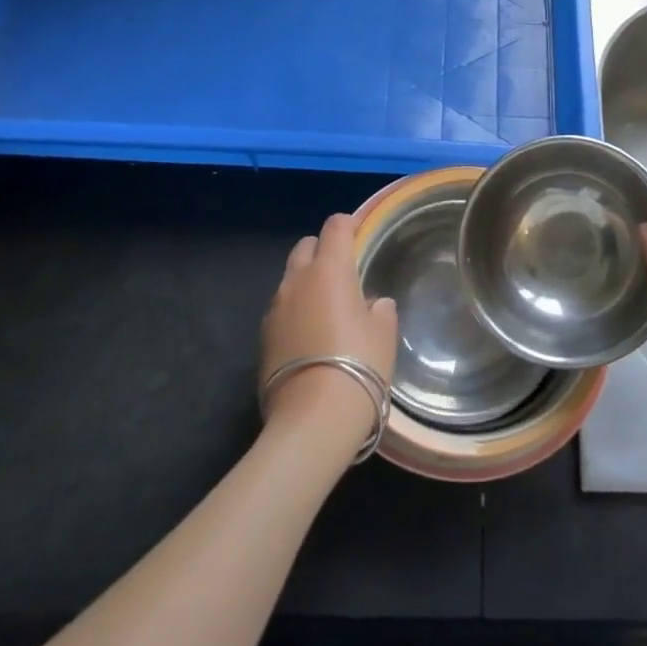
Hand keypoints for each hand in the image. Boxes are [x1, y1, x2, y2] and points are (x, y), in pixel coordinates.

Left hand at [260, 214, 397, 448]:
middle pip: (305, 246)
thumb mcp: (384, 334)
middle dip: (322, 250)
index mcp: (329, 270)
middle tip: (342, 271)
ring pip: (290, 279)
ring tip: (326, 307)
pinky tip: (310, 336)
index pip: (335, 227)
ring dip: (306, 282)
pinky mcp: (263, 338)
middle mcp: (297, 281)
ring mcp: (275, 309)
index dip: (348, 225)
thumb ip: (380, 309)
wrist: (313, 420)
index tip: (360, 233)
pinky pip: (281, 310)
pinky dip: (295, 311)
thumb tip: (373, 303)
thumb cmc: (359, 365)